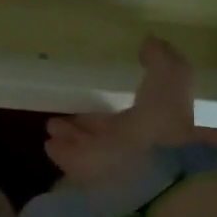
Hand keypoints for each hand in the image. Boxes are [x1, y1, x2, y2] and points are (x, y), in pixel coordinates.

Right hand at [44, 36, 195, 189]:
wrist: (154, 169)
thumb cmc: (162, 121)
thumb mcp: (169, 78)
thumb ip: (160, 60)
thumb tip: (150, 40)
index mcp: (149, 123)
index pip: (126, 113)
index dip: (112, 104)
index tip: (94, 91)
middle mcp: (127, 144)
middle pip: (101, 131)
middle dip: (84, 121)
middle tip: (65, 110)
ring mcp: (106, 162)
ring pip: (84, 144)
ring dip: (68, 134)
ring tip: (49, 125)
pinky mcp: (87, 176)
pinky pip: (70, 160)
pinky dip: (60, 151)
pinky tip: (47, 143)